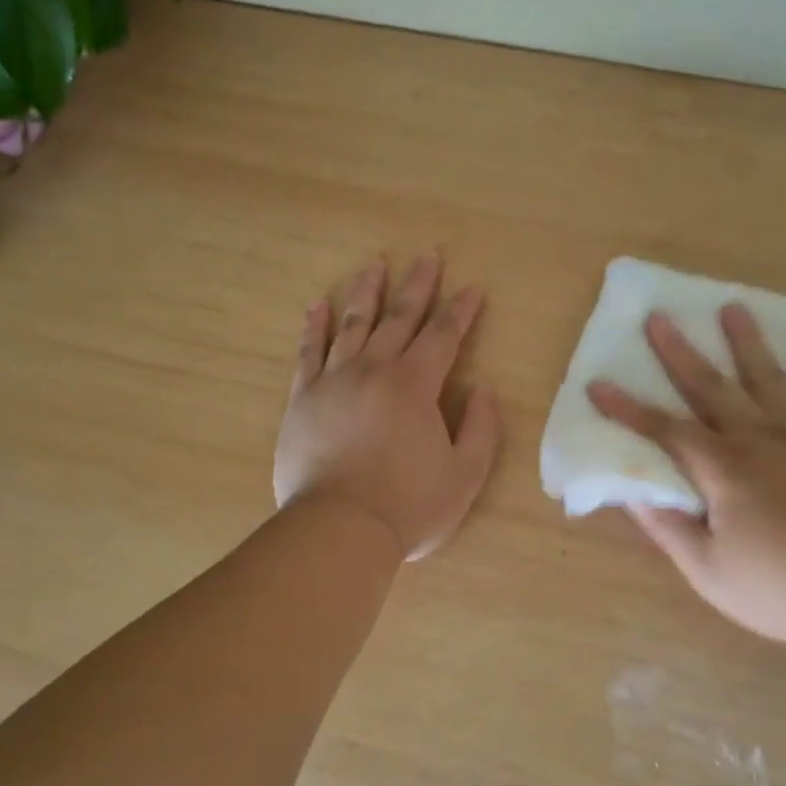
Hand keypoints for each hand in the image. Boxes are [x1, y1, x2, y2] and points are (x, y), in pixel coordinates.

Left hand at [275, 254, 501, 560]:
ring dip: (366, 292)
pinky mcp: (302, 400)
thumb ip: (481, 428)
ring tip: (374, 265)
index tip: (473, 288)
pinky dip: (314, 326)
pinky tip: (319, 305)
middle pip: (399, 318)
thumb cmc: (409, 506)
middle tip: (427, 256)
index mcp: (415, 386)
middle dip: (417, 286)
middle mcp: (374, 371)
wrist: (339, 529)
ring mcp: (333, 381)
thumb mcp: (465, 474)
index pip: (444, 336)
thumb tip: (483, 390)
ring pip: (352, 324)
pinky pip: (308, 352)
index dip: (461, 310)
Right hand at [588, 304, 785, 647]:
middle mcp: (759, 440)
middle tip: (659, 317)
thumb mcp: (710, 572)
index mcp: (723, 470)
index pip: (665, 431)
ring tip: (733, 307)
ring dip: (747, 342)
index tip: (598, 385)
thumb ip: (670, 529)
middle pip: (712, 388)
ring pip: (768, 378)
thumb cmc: (783, 588)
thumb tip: (634, 494)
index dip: (629, 410)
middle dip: (680, 353)